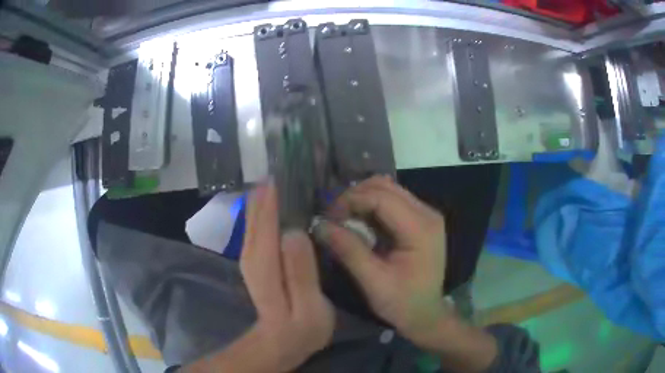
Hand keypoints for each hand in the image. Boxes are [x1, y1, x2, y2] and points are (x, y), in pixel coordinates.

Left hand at [240, 181, 334, 371]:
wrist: (279, 342)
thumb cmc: (300, 329)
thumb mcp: (309, 308)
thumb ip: (301, 272)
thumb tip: (294, 232)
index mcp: (265, 261)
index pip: (266, 214)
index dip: (276, 188)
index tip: (291, 163)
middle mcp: (251, 250)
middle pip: (256, 207)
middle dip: (273, 184)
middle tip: (296, 163)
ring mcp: (250, 252)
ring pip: (255, 211)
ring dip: (269, 191)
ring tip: (291, 172)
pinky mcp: (255, 255)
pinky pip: (258, 221)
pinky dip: (267, 204)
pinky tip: (282, 196)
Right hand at [319, 175, 447, 345]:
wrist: (427, 315)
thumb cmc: (403, 304)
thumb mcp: (374, 282)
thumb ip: (349, 251)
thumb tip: (320, 225)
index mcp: (420, 228)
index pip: (381, 197)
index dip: (350, 201)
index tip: (327, 217)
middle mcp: (427, 213)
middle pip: (385, 187)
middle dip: (354, 196)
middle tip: (332, 217)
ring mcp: (425, 214)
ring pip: (388, 189)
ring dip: (361, 198)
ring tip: (342, 217)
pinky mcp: (420, 220)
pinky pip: (392, 201)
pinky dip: (371, 205)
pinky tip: (358, 220)